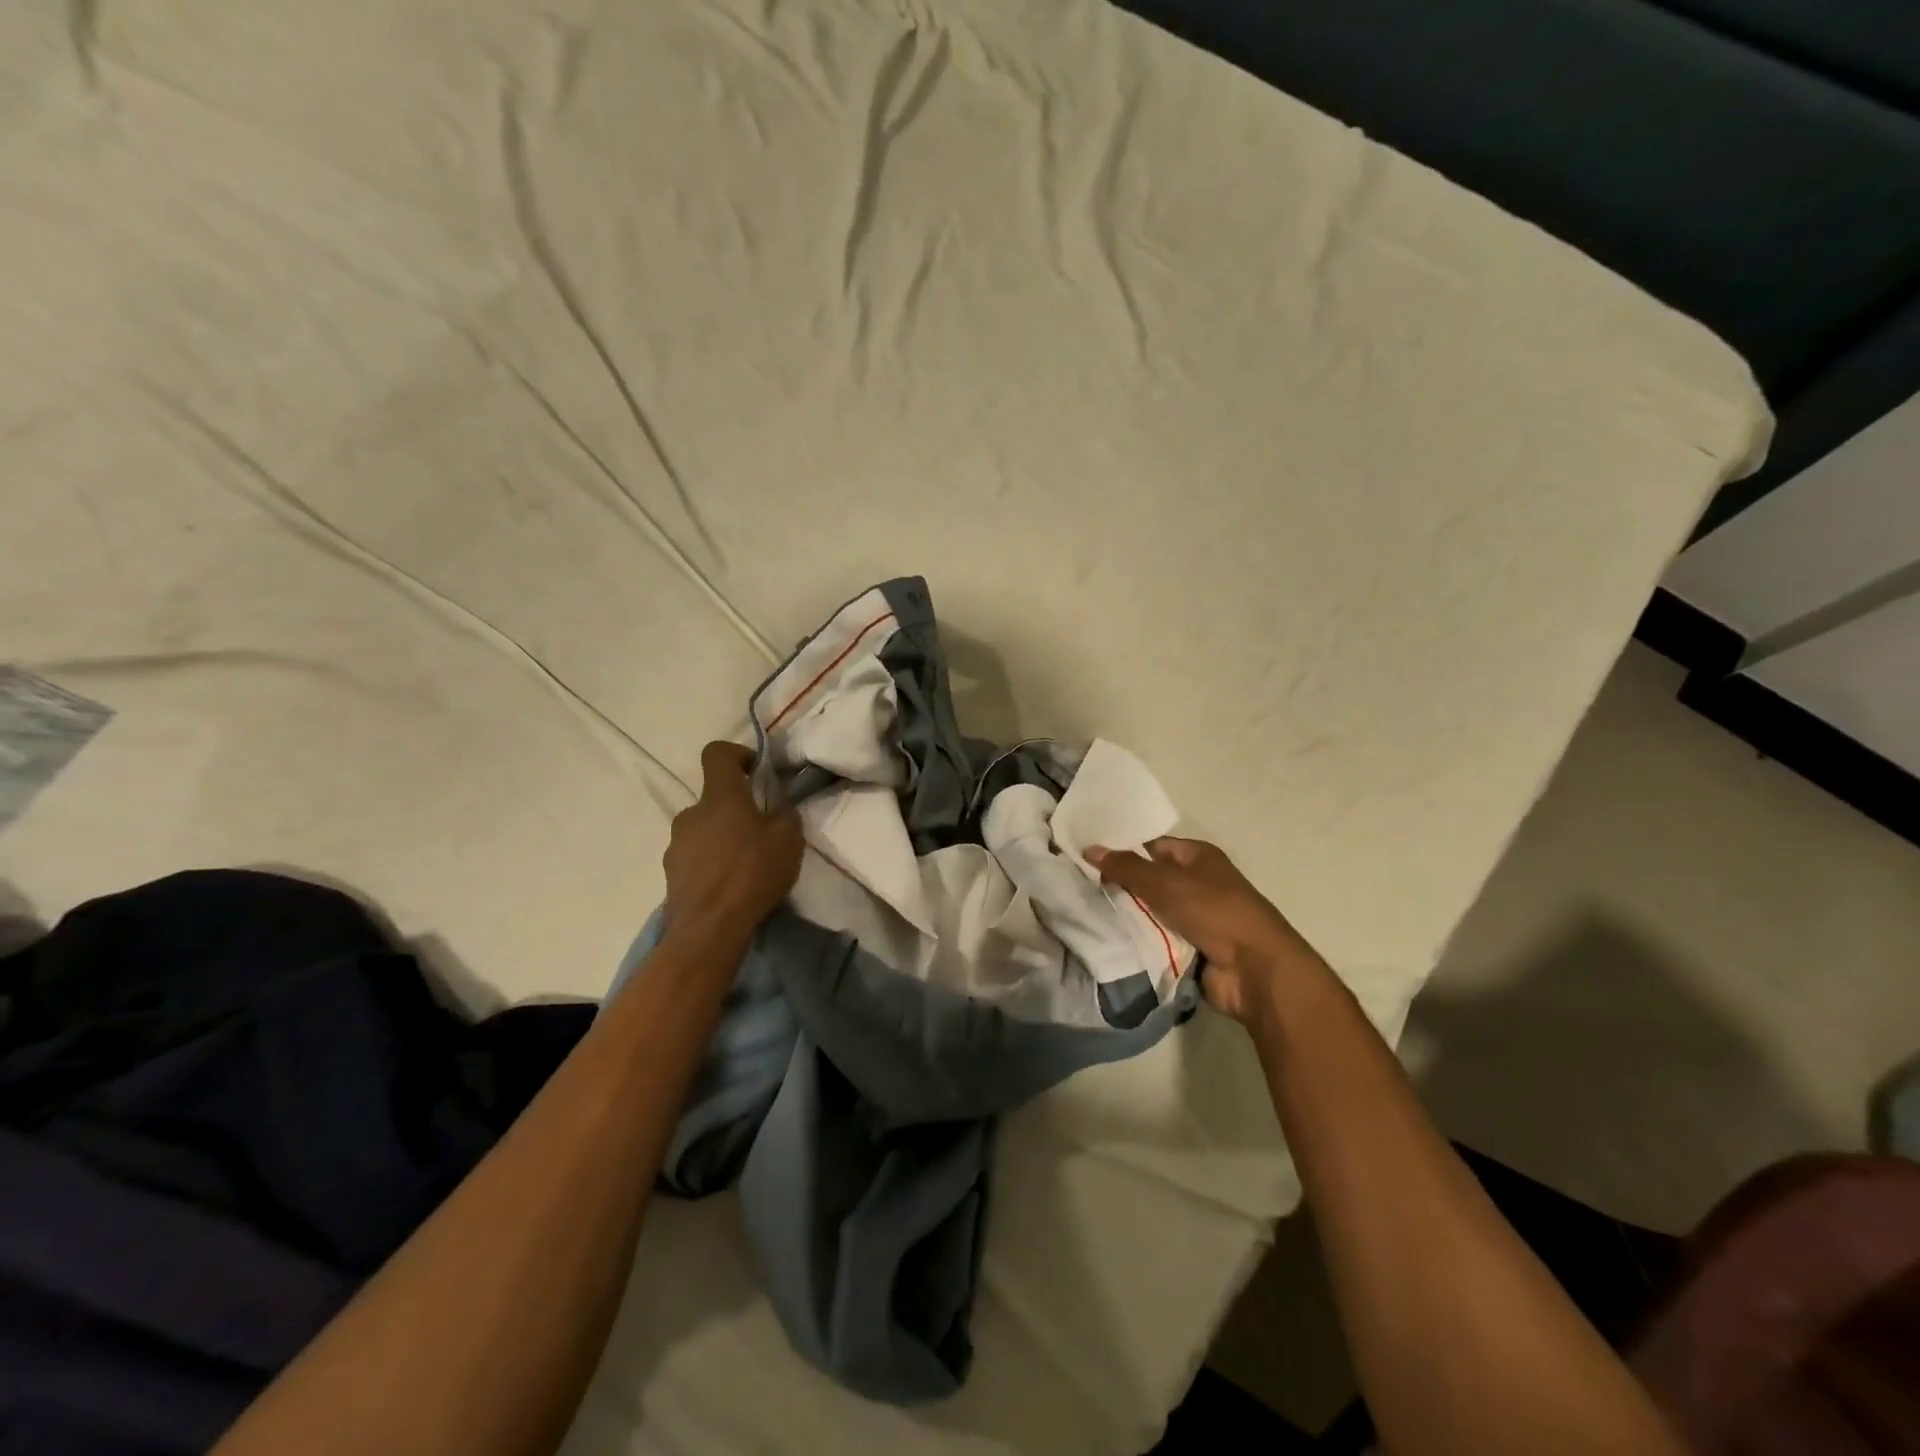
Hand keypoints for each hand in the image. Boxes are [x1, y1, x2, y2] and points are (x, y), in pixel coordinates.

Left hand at [662, 742, 802, 943]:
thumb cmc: (752, 873)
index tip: (756, 772)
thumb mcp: (789, 839)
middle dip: (736, 809)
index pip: (717, 753)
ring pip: (703, 829)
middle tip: (760, 832)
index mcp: (720, 797)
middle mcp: (691, 813)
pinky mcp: (671, 872)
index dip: (737, 754)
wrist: (709, 927)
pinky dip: (711, 863)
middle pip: (714, 799)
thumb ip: (785, 814)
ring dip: (722, 838)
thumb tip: (778, 807)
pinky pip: (695, 856)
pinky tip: (729, 885)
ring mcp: (676, 844)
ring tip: (745, 865)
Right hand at [1087, 837, 1317, 1025]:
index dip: (1123, 850)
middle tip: (1080, 887)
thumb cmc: (1214, 912)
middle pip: (1150, 880)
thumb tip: (1089, 848)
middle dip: (1120, 885)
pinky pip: (1157, 939)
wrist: (1255, 970)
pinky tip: (1107, 939)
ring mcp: (1196, 919)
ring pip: (1151, 912)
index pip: (1153, 847)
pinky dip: (1139, 941)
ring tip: (1086, 913)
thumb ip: (1126, 867)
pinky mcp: (1192, 949)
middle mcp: (1198, 884)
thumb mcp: (1166, 883)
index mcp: (1199, 857)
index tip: (1088, 858)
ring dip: (1128, 916)